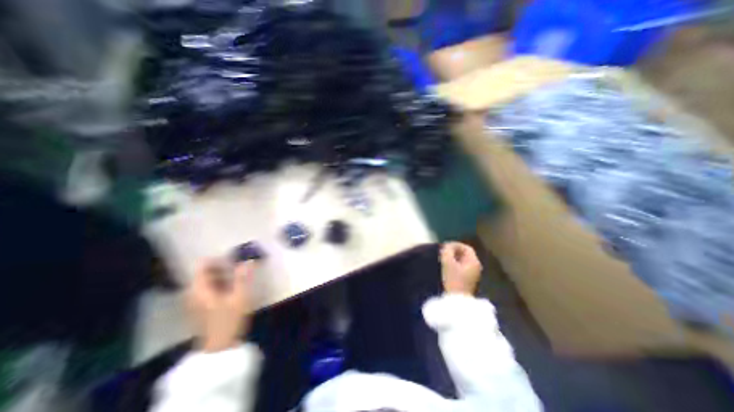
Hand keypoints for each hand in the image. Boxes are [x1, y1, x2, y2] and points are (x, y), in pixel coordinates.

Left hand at [184, 260, 255, 351]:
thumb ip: (242, 278)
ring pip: (208, 280)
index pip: (202, 266)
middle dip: (222, 265)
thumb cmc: (229, 320)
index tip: (232, 256)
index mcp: (199, 289)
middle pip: (205, 272)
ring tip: (239, 272)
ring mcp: (196, 300)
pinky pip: (209, 288)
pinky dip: (220, 282)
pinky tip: (233, 285)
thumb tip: (248, 260)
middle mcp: (194, 293)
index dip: (216, 259)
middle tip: (239, 263)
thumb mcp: (239, 297)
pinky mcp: (202, 306)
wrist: (219, 347)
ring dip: (222, 274)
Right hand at [438, 241, 486, 296]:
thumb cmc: (453, 280)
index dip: (455, 245)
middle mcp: (476, 267)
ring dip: (453, 258)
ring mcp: (473, 275)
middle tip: (443, 252)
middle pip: (465, 254)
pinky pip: (462, 268)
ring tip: (443, 259)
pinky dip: (455, 265)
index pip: (466, 248)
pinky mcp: (468, 282)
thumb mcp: (447, 263)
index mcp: (474, 262)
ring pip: (463, 262)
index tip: (444, 246)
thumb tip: (447, 247)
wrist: (457, 302)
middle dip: (454, 251)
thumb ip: (447, 251)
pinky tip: (447, 268)